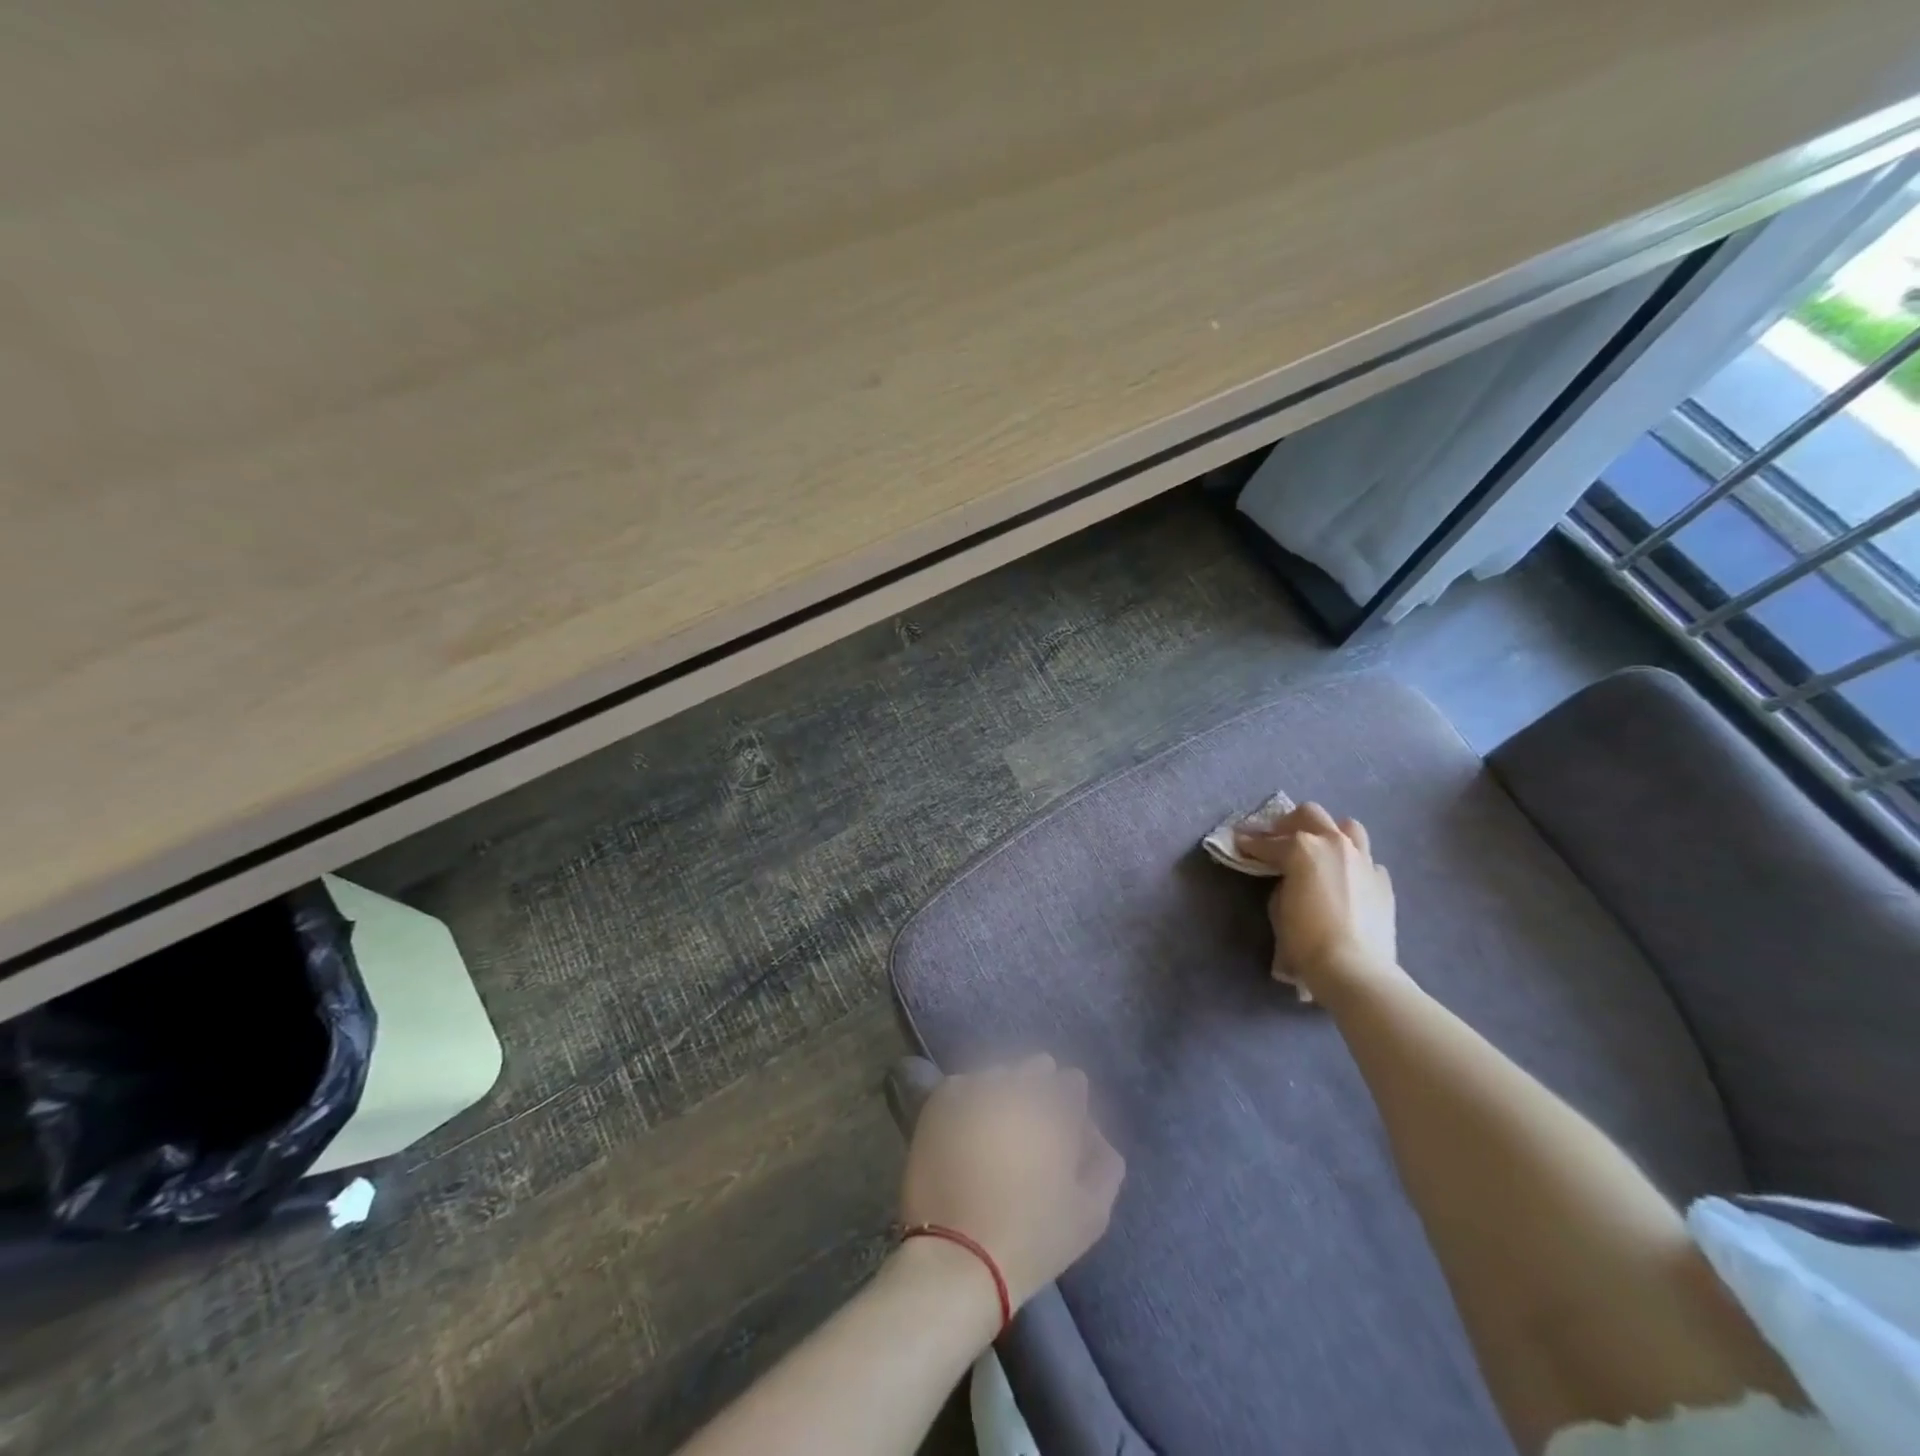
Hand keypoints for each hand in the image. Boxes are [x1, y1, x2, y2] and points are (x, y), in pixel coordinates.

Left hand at [898, 1056, 1124, 1312]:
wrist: (959, 1255)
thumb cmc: (1033, 1239)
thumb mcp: (1092, 1213)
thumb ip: (1104, 1162)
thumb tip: (1093, 1131)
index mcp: (1056, 1107)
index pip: (1073, 1082)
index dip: (1072, 1106)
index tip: (1066, 1132)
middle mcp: (1017, 1085)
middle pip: (1036, 1068)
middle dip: (1040, 1091)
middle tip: (1032, 1131)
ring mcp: (976, 1087)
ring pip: (1000, 1074)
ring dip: (1005, 1092)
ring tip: (999, 1129)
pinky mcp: (941, 1100)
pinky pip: (965, 1085)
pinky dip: (971, 1099)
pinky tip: (970, 1128)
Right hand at [1236, 803, 1399, 998]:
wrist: (1355, 968)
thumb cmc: (1305, 940)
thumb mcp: (1278, 908)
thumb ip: (1282, 883)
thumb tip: (1291, 879)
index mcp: (1302, 848)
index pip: (1267, 842)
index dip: (1249, 843)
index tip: (1238, 842)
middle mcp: (1334, 844)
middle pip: (1310, 815)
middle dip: (1289, 824)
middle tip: (1277, 839)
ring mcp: (1363, 859)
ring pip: (1347, 827)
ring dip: (1328, 833)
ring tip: (1318, 849)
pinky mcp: (1382, 880)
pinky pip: (1366, 861)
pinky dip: (1352, 864)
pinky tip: (1344, 880)